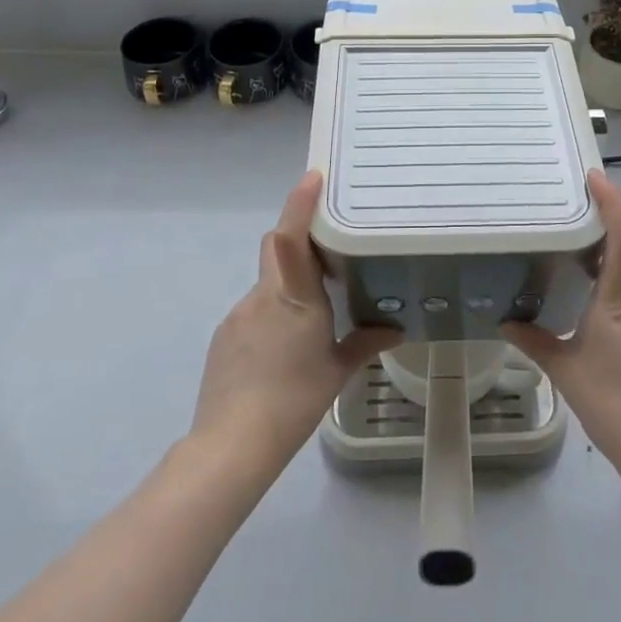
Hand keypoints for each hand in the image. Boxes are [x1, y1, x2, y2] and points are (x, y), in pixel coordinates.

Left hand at [189, 172, 399, 480]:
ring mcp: (239, 314)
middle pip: (277, 249)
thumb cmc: (294, 400)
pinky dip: (271, 314)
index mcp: (294, 297)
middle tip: (327, 255)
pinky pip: (253, 309)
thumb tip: (396, 329)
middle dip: (298, 242)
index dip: (300, 203)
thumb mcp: (336, 372)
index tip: (313, 177)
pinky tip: (281, 349)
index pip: (292, 236)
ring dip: (287, 286)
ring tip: (309, 320)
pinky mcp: (225, 335)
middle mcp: (263, 295)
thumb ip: (365, 343)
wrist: (231, 444)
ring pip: (268, 282)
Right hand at [503, 169, 620, 492]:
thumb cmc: (614, 404)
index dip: (613, 202)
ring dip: (609, 247)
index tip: (594, 176)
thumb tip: (504, 322)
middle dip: (606, 217)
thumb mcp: (565, 372)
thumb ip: (534, 341)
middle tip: (570, 201)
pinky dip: (613, 273)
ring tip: (572, 239)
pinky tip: (588, 288)